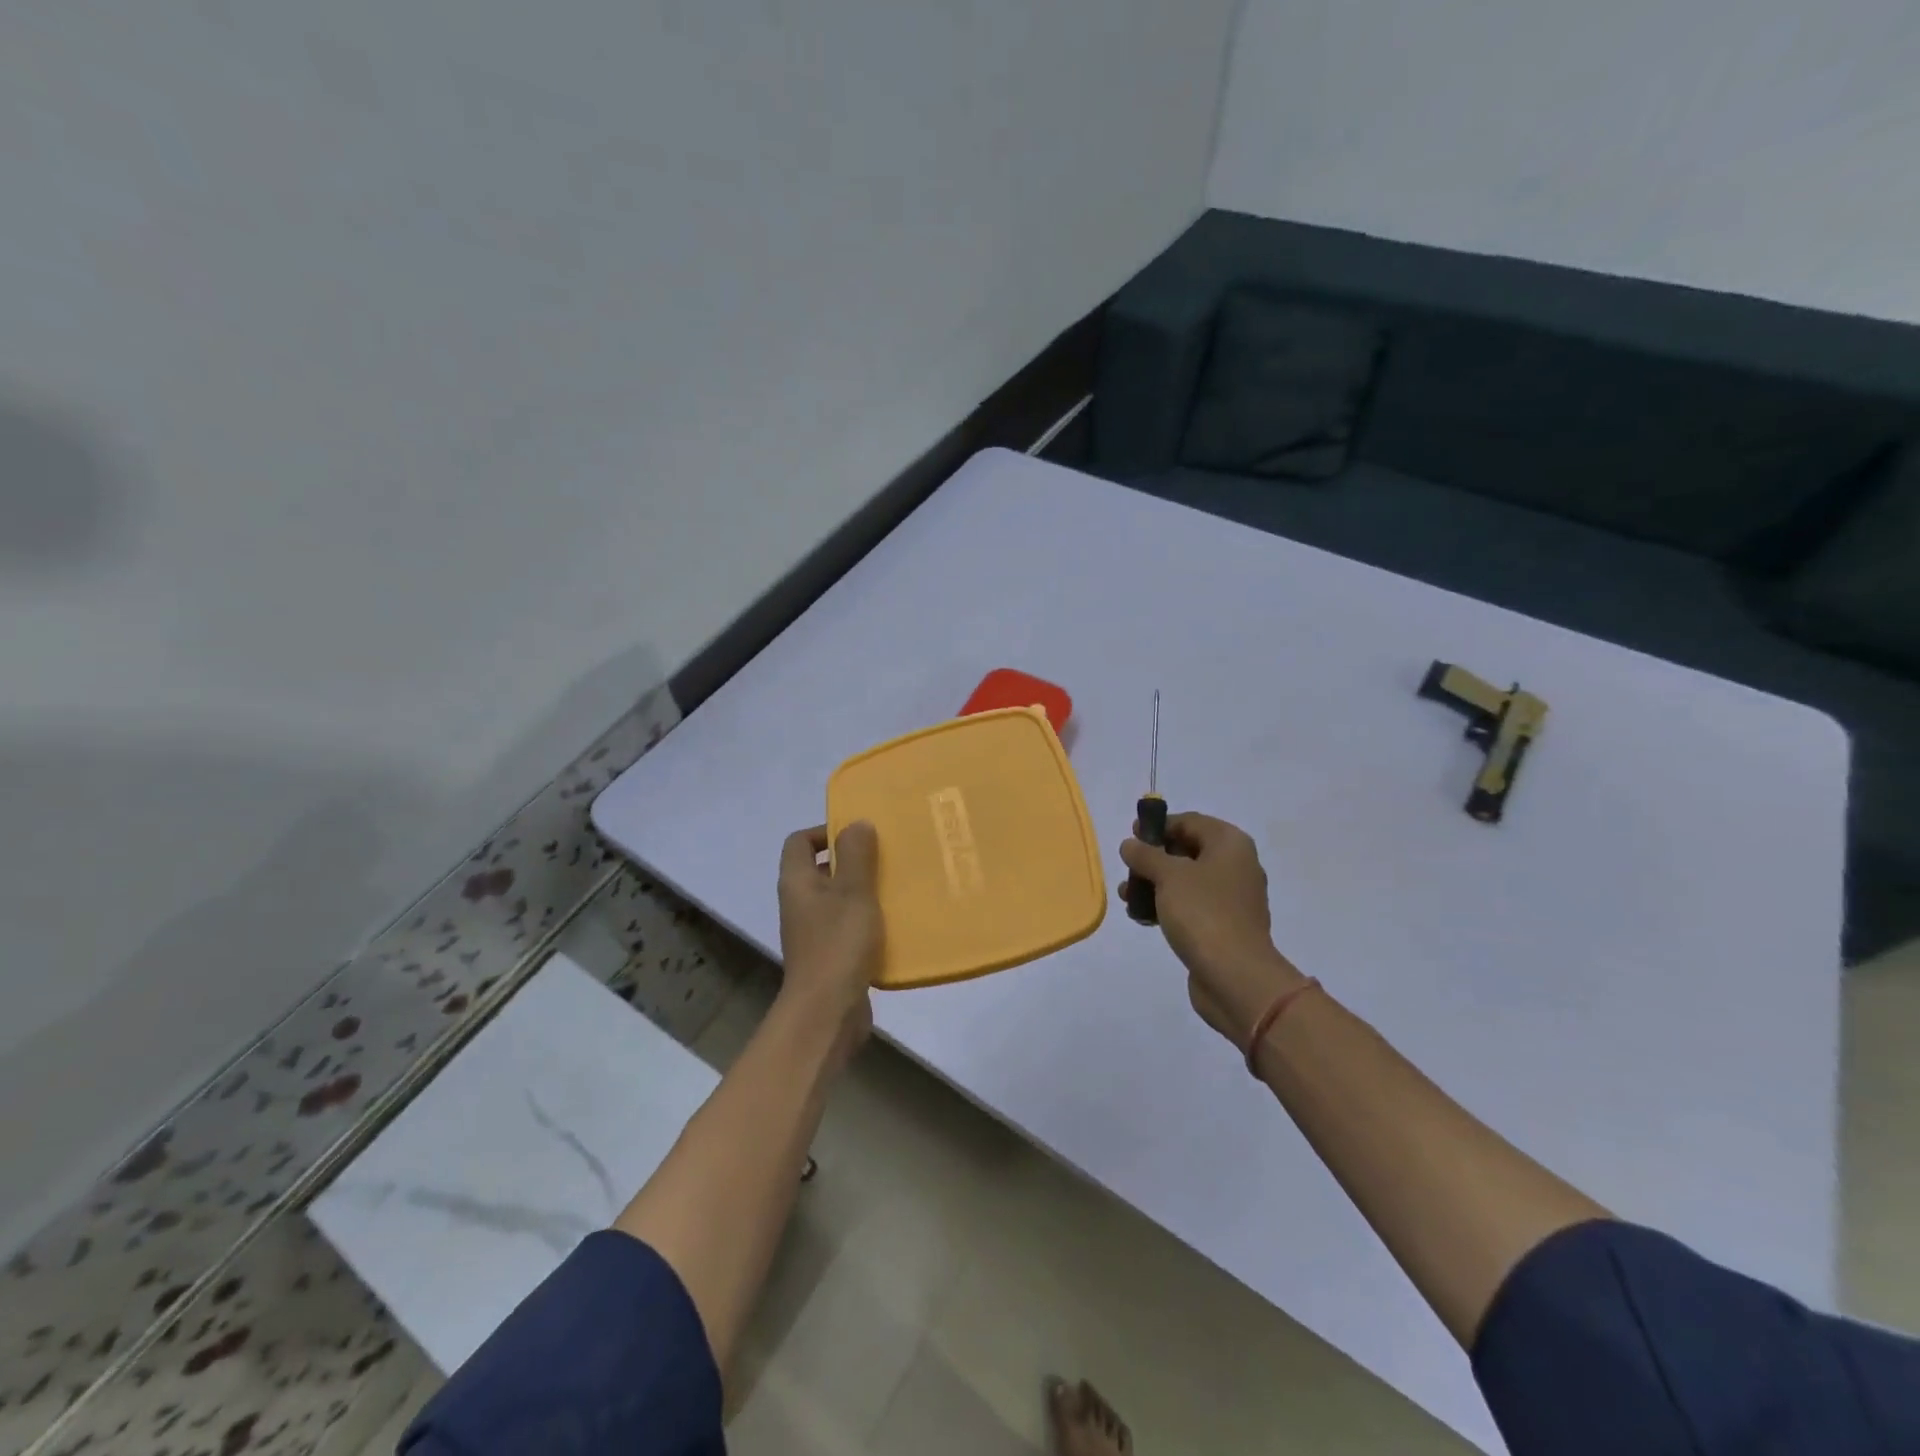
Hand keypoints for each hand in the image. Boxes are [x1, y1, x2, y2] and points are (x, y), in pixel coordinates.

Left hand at [777, 822, 883, 1055]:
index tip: (859, 835)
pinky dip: (867, 920)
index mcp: (797, 882)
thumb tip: (856, 824)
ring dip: (863, 890)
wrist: (828, 1012)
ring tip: (896, 886)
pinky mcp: (829, 955)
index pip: (799, 841)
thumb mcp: (853, 891)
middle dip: (852, 860)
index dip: (825, 831)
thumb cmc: (838, 943)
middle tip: (885, 857)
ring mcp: (813, 931)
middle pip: (820, 868)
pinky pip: (847, 925)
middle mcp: (799, 903)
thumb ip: (855, 854)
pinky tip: (894, 923)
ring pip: (837, 898)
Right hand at [1119, 813, 1306, 1052]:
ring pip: (1186, 880)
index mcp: (1230, 844)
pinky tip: (1142, 917)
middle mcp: (1236, 866)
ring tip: (1126, 896)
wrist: (1235, 977)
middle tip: (1128, 867)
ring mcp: (1232, 898)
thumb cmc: (1203, 913)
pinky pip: (1191, 906)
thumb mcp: (1168, 876)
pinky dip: (1167, 906)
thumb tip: (1130, 844)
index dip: (1159, 825)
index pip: (1190, 821)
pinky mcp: (1224, 926)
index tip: (1132, 834)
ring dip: (1155, 884)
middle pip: (1188, 850)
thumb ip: (1145, 855)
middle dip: (1154, 858)